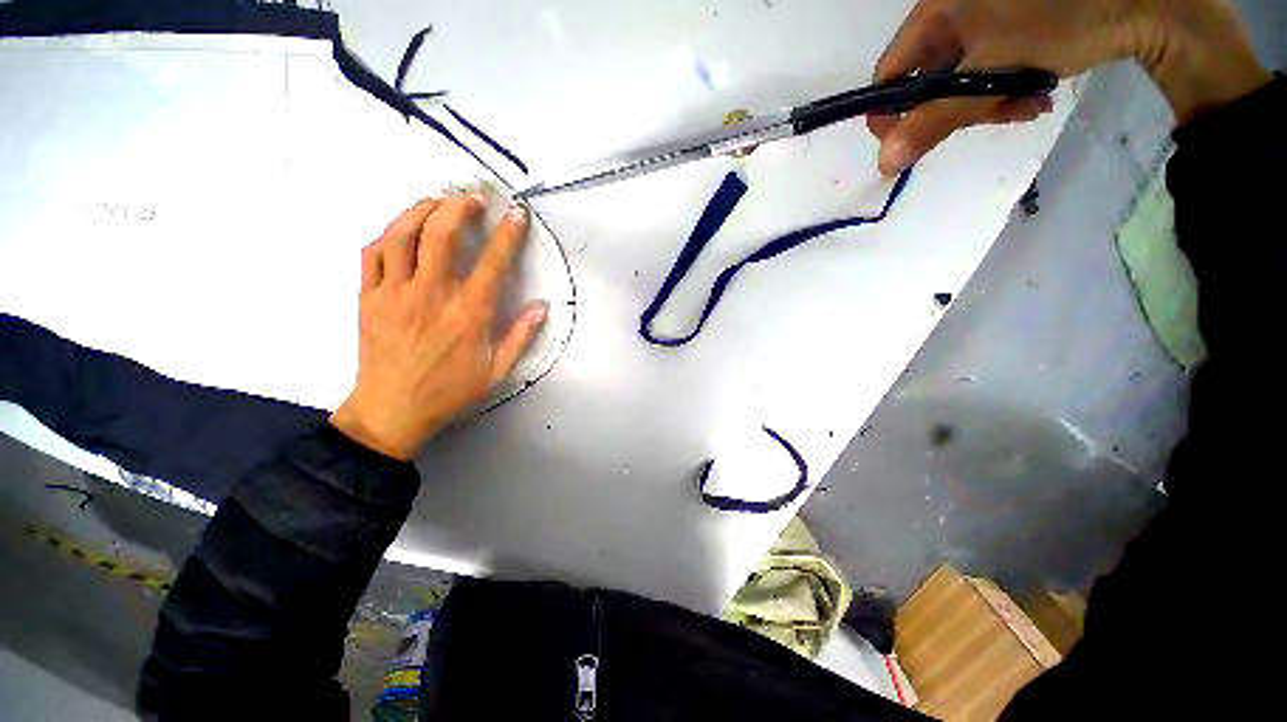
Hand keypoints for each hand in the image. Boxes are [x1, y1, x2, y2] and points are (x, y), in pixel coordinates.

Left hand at [329, 193, 548, 460]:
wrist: (392, 410)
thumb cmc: (450, 391)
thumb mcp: (497, 371)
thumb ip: (521, 337)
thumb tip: (542, 308)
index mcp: (469, 313)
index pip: (493, 262)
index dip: (508, 234)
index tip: (517, 214)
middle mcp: (432, 294)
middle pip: (442, 234)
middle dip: (460, 207)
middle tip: (473, 198)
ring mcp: (395, 292)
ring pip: (403, 234)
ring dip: (421, 210)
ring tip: (437, 201)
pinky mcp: (369, 297)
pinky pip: (374, 253)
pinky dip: (390, 233)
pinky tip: (402, 230)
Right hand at [869, 0, 1270, 174]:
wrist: (1145, 2)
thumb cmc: (1065, 20)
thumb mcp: (993, 72)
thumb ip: (935, 120)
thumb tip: (885, 163)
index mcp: (937, 12)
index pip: (890, 76)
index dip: (894, 113)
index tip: (916, 140)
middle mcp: (952, 15)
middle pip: (927, 82)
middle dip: (955, 110)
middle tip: (991, 118)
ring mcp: (984, 24)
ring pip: (961, 83)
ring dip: (986, 106)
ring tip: (1023, 107)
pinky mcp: (1011, 32)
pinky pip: (989, 74)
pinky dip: (1006, 93)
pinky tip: (1033, 95)